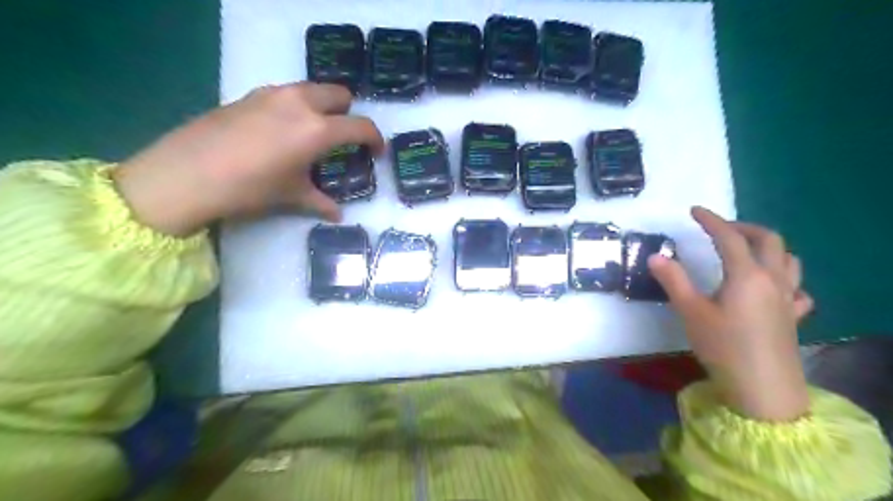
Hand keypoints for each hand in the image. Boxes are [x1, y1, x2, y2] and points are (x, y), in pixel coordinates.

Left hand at [112, 81, 383, 236]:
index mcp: (317, 129)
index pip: (360, 126)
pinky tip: (281, 131)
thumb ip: (320, 202)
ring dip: (322, 106)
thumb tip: (338, 215)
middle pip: (339, 94)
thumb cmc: (250, 188)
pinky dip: (295, 106)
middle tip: (343, 137)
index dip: (375, 138)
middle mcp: (300, 103)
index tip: (376, 151)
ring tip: (313, 132)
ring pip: (312, 89)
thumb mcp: (291, 196)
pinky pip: (286, 93)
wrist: (186, 174)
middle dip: (348, 113)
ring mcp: (273, 94)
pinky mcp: (250, 95)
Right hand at [651, 206, 814, 420]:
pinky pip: (797, 287)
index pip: (729, 237)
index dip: (711, 220)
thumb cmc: (723, 347)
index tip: (695, 211)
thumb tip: (655, 256)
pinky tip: (771, 287)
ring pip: (789, 259)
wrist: (763, 389)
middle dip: (743, 227)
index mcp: (746, 275)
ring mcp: (787, 298)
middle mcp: (772, 279)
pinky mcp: (793, 316)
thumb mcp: (690, 312)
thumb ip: (673, 280)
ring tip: (745, 249)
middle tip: (720, 228)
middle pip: (768, 239)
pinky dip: (784, 277)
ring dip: (768, 246)